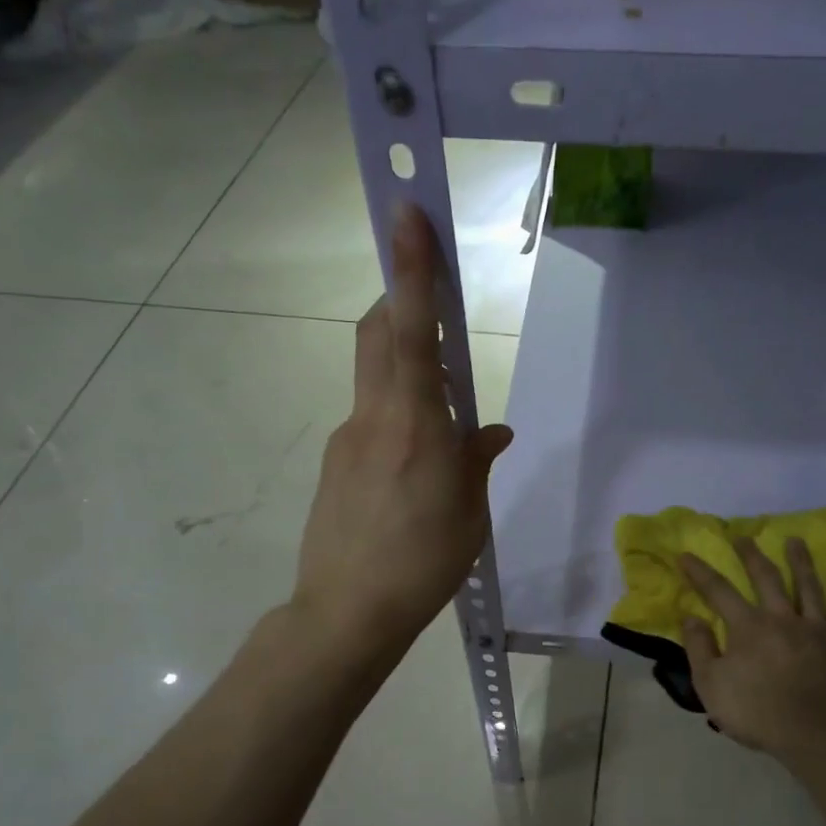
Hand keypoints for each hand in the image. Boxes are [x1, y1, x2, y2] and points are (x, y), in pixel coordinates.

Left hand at [293, 205, 512, 650]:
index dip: (411, 271)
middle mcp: (373, 418)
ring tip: (439, 422)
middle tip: (424, 295)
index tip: (406, 213)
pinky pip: (369, 422)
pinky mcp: (334, 464)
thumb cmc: (423, 563)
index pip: (411, 331)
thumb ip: (476, 461)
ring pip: (373, 378)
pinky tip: (413, 468)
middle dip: (397, 297)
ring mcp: (347, 439)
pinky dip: (395, 419)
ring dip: (403, 369)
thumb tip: (490, 432)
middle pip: (377, 334)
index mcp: (415, 425)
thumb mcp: (469, 513)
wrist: (347, 612)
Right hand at [681, 538, 825, 758]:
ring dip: (800, 562)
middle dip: (752, 555)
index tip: (686, 554)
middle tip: (744, 536)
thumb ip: (699, 648)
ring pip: (807, 588)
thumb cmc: (756, 712)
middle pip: (766, 578)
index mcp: (748, 626)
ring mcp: (815, 631)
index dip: (700, 572)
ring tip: (796, 541)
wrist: (816, 735)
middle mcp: (782, 619)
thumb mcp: (710, 685)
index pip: (718, 591)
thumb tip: (691, 617)